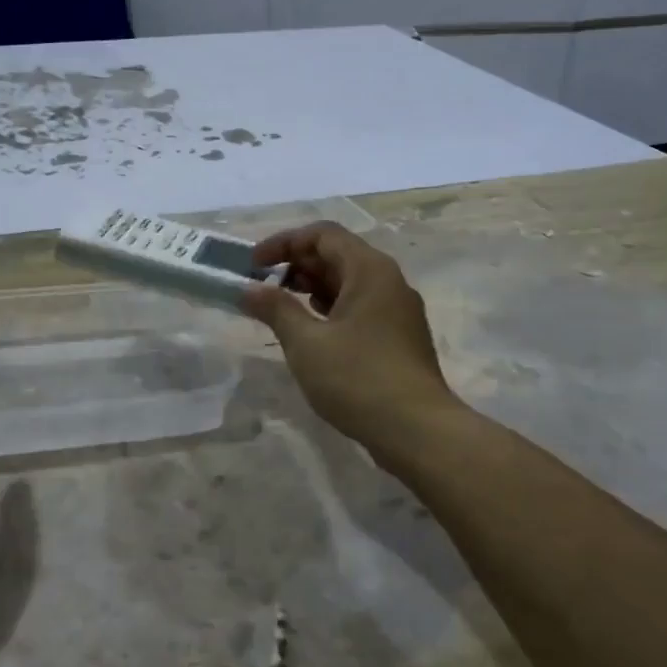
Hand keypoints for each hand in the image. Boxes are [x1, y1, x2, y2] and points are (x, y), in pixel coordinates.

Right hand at [240, 223, 465, 466]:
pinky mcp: (398, 337)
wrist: (417, 431)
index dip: (284, 242)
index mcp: (369, 270)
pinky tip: (310, 331)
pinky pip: (359, 307)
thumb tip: (248, 290)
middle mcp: (388, 281)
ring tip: (280, 308)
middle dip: (296, 265)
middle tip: (262, 287)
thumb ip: (276, 309)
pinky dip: (330, 310)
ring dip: (311, 288)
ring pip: (348, 283)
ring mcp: (397, 310)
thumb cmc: (358, 378)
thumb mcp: (306, 343)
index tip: (253, 265)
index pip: (323, 234)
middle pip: (337, 255)